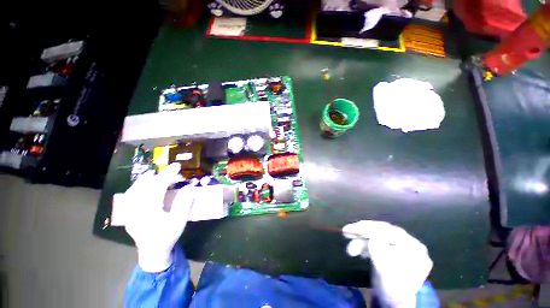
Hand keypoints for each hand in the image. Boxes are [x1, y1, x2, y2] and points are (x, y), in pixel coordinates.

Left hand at [124, 163, 195, 272]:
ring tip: (155, 174)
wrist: (152, 252)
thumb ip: (184, 203)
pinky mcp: (128, 214)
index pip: (157, 187)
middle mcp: (135, 209)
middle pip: (144, 186)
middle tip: (172, 172)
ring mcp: (129, 212)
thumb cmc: (167, 236)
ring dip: (145, 180)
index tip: (177, 166)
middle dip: (159, 176)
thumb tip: (190, 186)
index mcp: (149, 210)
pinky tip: (143, 186)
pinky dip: (137, 187)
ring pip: (133, 190)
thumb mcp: (179, 221)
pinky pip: (130, 196)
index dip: (168, 175)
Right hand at [343, 221, 432, 307]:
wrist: (394, 302)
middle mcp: (409, 242)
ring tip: (350, 250)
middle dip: (361, 232)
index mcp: (413, 247)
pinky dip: (365, 243)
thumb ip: (380, 254)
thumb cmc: (392, 288)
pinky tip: (358, 251)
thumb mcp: (386, 272)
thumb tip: (372, 238)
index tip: (349, 229)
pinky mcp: (392, 248)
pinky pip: (376, 240)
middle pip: (381, 230)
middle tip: (345, 233)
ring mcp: (401, 245)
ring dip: (360, 239)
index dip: (366, 228)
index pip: (387, 231)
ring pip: (377, 234)